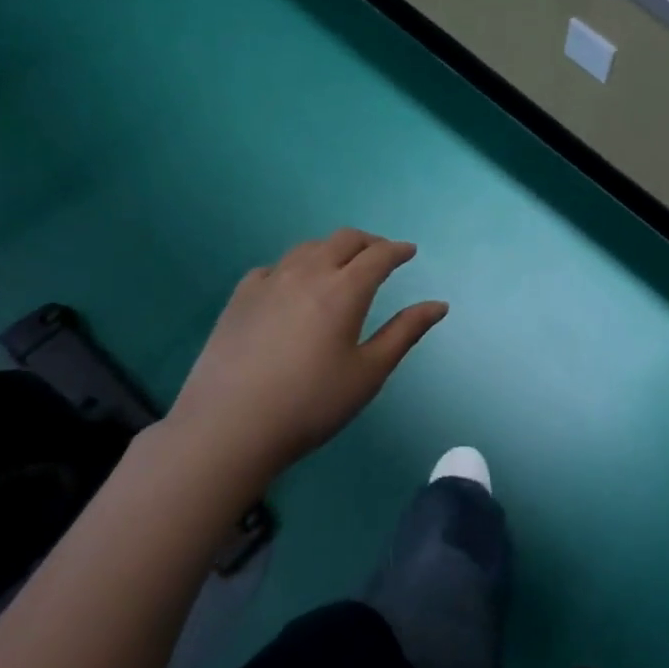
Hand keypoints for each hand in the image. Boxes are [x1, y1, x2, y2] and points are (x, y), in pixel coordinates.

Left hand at [155, 229, 447, 487]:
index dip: (397, 250)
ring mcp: (268, 282)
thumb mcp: (369, 373)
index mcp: (344, 290)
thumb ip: (405, 333)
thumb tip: (439, 305)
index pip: (378, 255)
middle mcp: (307, 274)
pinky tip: (292, 286)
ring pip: (307, 248)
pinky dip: (294, 267)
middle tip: (381, 254)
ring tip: (341, 266)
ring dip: (332, 249)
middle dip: (368, 242)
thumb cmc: (311, 404)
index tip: (409, 252)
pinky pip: (274, 267)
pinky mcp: (239, 298)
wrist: (229, 427)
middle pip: (343, 240)